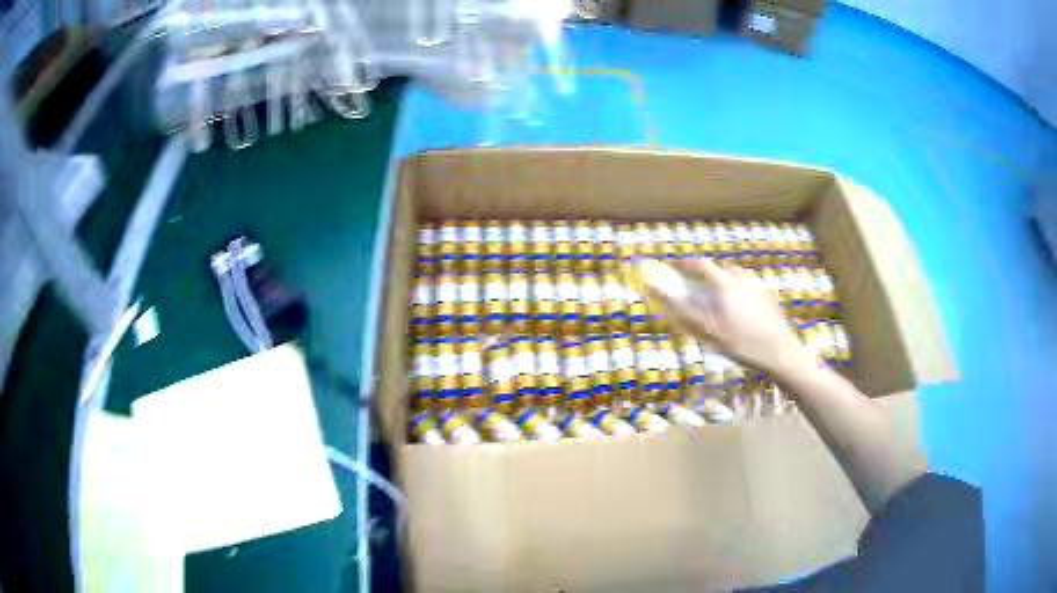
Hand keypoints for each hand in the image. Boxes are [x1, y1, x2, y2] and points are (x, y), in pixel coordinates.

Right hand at [641, 258, 811, 373]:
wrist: (775, 351)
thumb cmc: (738, 341)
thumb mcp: (705, 329)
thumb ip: (681, 310)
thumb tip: (657, 293)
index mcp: (724, 283)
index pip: (700, 265)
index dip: (685, 265)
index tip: (674, 268)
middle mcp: (741, 279)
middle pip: (721, 270)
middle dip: (709, 277)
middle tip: (702, 290)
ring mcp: (758, 288)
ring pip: (738, 280)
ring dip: (727, 285)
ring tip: (724, 304)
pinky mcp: (770, 299)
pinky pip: (751, 291)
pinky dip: (743, 297)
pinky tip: (744, 315)